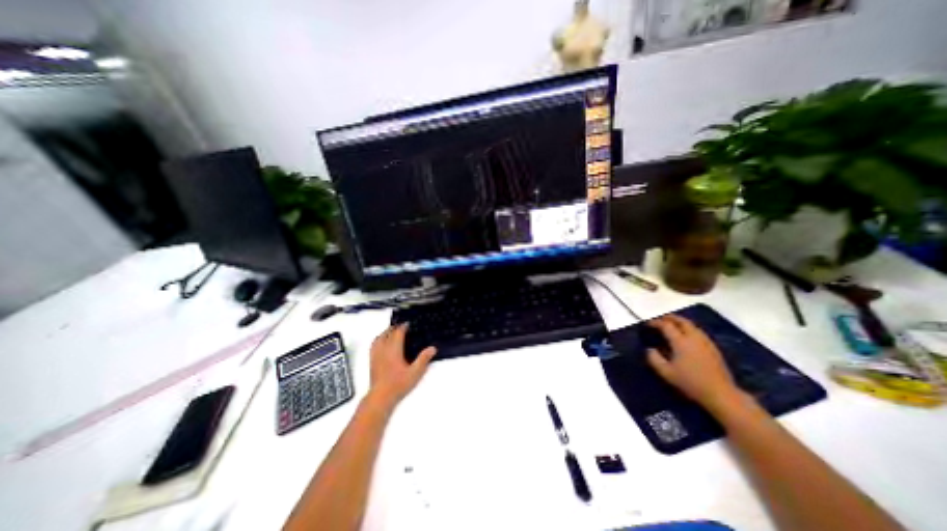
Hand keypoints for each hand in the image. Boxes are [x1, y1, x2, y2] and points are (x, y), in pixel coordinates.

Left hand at [365, 324, 434, 409]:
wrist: (380, 397)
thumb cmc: (398, 384)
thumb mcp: (415, 372)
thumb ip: (423, 359)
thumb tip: (432, 348)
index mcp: (394, 349)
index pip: (398, 333)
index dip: (403, 327)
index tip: (408, 324)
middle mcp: (384, 349)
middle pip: (388, 333)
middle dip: (395, 327)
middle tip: (402, 326)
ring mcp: (376, 355)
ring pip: (379, 338)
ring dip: (385, 332)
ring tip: (391, 331)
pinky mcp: (372, 361)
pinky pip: (373, 345)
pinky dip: (378, 339)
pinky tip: (380, 342)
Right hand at [648, 314, 743, 410]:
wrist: (721, 394)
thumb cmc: (691, 382)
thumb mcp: (666, 372)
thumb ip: (654, 359)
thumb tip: (650, 349)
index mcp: (681, 341)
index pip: (666, 325)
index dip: (655, 322)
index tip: (648, 324)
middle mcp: (694, 338)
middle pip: (682, 321)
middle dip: (669, 318)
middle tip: (660, 319)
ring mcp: (706, 342)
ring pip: (692, 325)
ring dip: (680, 322)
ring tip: (671, 325)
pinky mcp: (713, 348)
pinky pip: (698, 332)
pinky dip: (689, 329)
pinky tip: (685, 337)